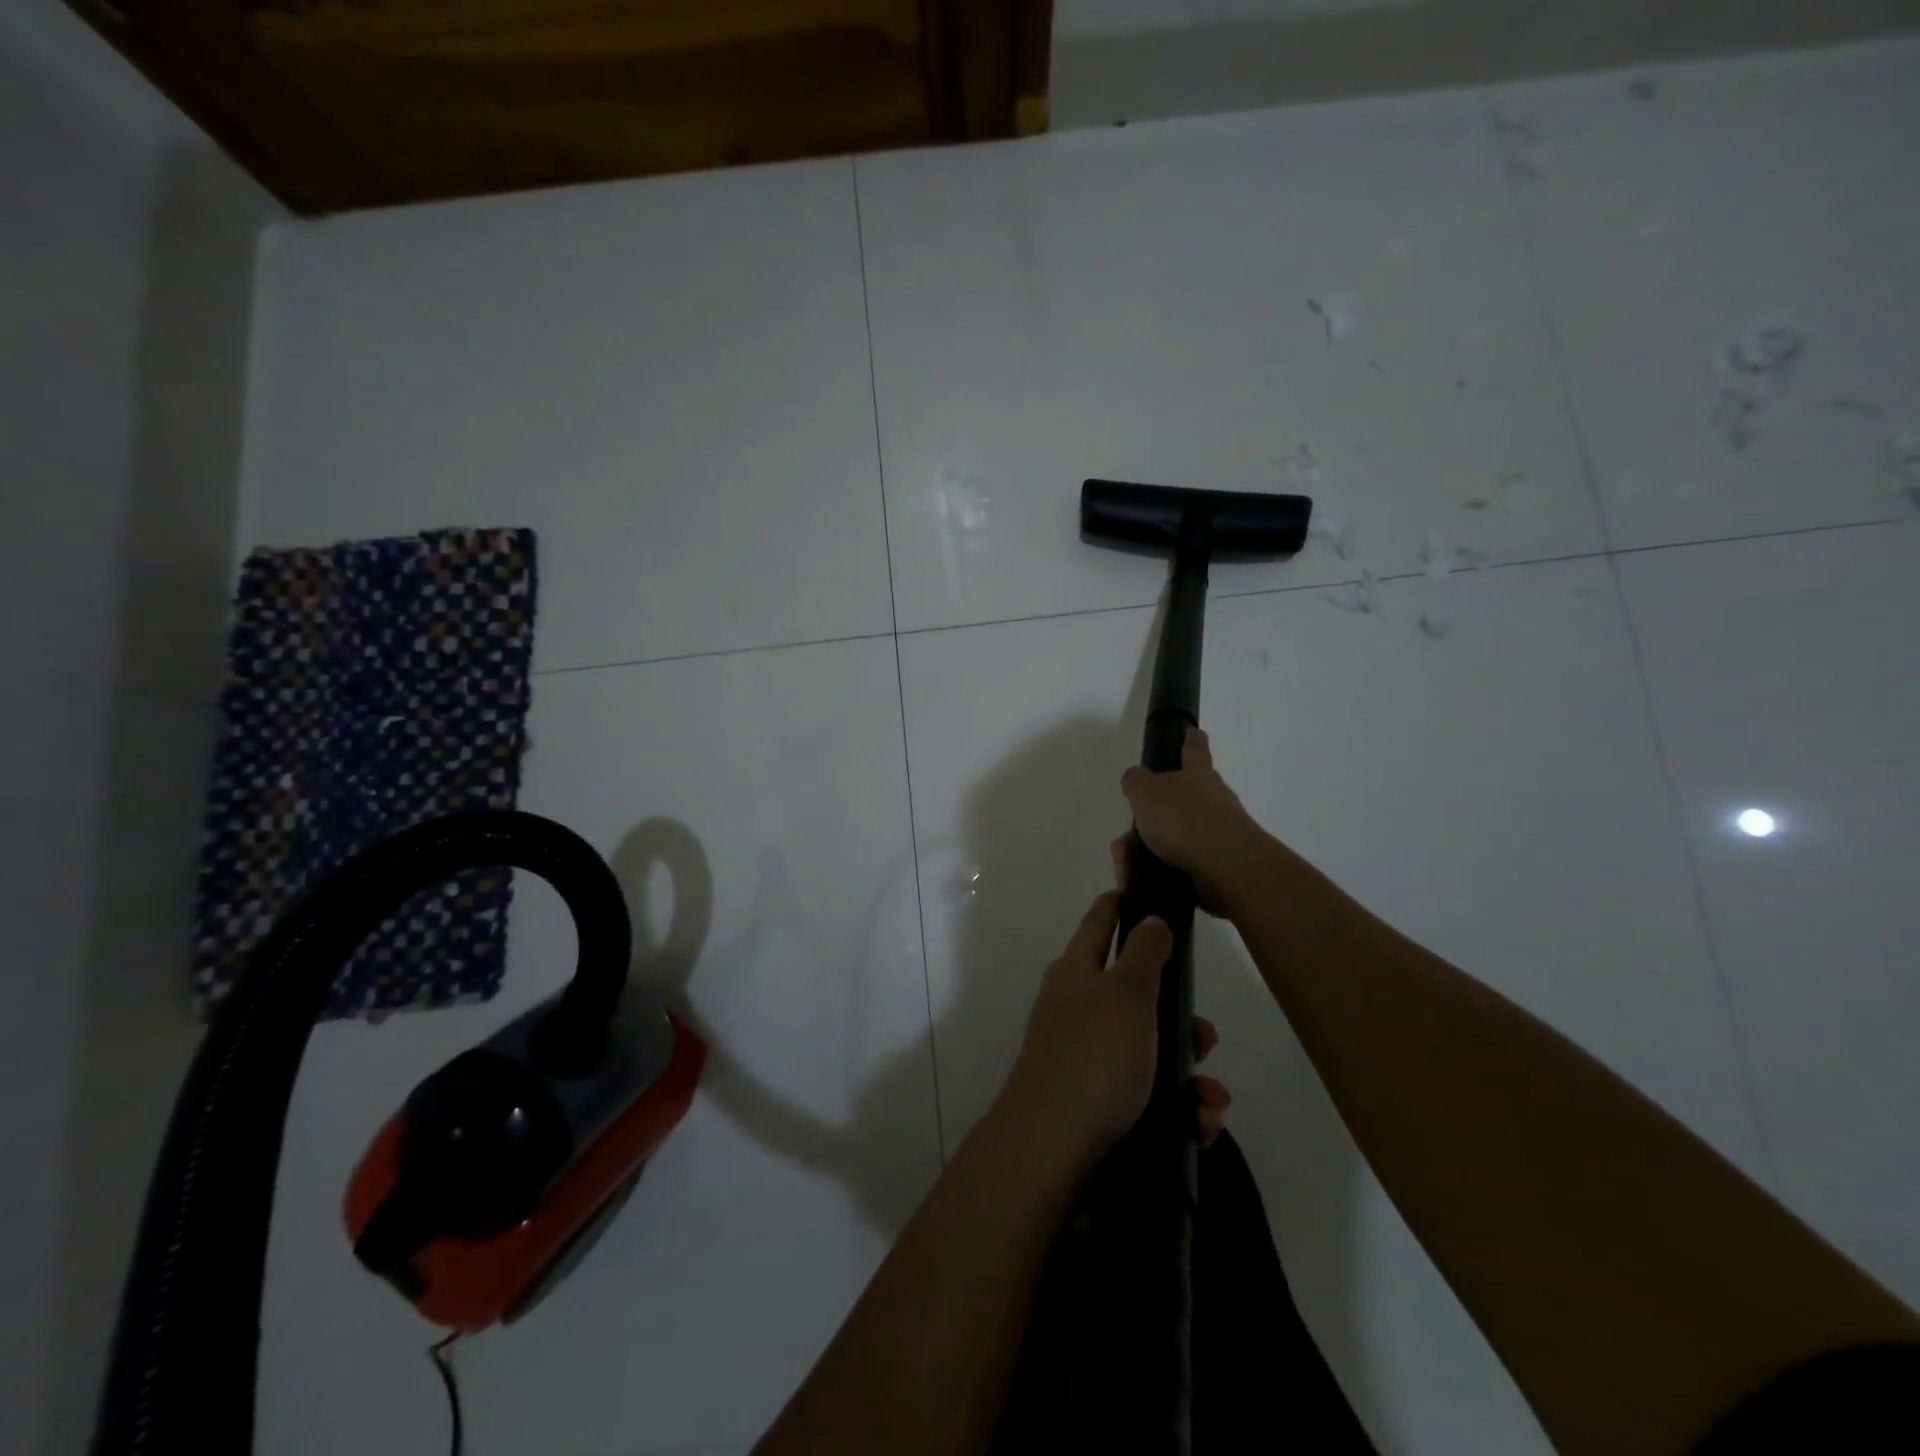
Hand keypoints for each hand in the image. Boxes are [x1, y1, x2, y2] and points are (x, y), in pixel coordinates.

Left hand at [1002, 892, 1231, 1172]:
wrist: (1053, 1150)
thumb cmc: (1094, 1057)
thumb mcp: (1126, 994)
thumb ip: (1143, 953)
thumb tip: (1150, 918)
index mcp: (1076, 972)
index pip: (1099, 922)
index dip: (1121, 904)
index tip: (1148, 893)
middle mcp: (1078, 1008)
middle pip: (1136, 994)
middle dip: (1180, 1016)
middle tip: (1205, 1037)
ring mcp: (1086, 1057)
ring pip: (1150, 1049)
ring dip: (1187, 1072)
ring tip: (1209, 1099)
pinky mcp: (1098, 1102)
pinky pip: (1147, 1094)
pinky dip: (1177, 1107)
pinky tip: (1198, 1125)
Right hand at [1119, 727, 1265, 911]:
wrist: (1224, 866)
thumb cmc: (1183, 818)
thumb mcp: (1145, 791)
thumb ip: (1136, 781)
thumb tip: (1136, 779)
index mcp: (1198, 775)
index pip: (1194, 750)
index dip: (1191, 741)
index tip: (1194, 732)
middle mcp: (1214, 800)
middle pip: (1185, 800)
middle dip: (1156, 814)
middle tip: (1131, 829)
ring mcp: (1220, 834)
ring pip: (1177, 837)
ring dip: (1149, 849)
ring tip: (1126, 865)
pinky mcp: (1219, 866)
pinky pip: (1181, 865)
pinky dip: (1159, 871)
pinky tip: (1142, 880)